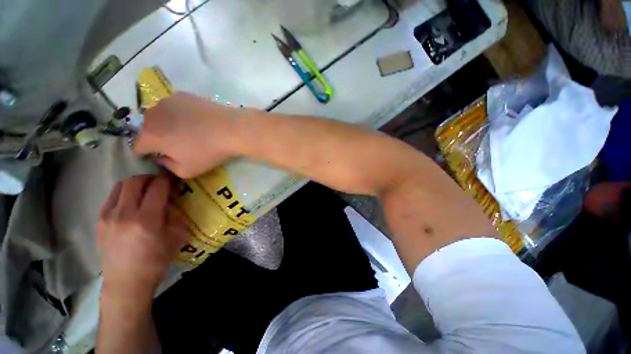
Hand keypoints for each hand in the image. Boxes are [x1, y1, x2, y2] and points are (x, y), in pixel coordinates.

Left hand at [97, 175, 188, 294]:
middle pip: (134, 181)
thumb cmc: (156, 261)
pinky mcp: (100, 221)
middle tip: (159, 183)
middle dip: (149, 178)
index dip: (167, 179)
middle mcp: (124, 214)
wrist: (126, 282)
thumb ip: (175, 215)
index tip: (173, 179)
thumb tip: (172, 201)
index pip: (157, 188)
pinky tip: (131, 205)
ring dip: (135, 184)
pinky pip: (112, 198)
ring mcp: (108, 217)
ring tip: (144, 192)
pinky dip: (124, 194)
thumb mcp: (176, 237)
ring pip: (120, 186)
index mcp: (147, 219)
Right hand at [134, 92, 243, 177]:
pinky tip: (197, 120)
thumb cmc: (208, 152)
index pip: (138, 147)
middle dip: (157, 139)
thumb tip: (161, 158)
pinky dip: (180, 114)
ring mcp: (167, 101)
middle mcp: (152, 115)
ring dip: (168, 124)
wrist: (231, 129)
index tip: (161, 158)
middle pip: (147, 130)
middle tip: (177, 145)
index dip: (147, 155)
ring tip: (189, 132)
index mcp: (149, 135)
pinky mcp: (183, 95)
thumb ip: (168, 167)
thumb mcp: (187, 170)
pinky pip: (175, 107)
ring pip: (160, 116)